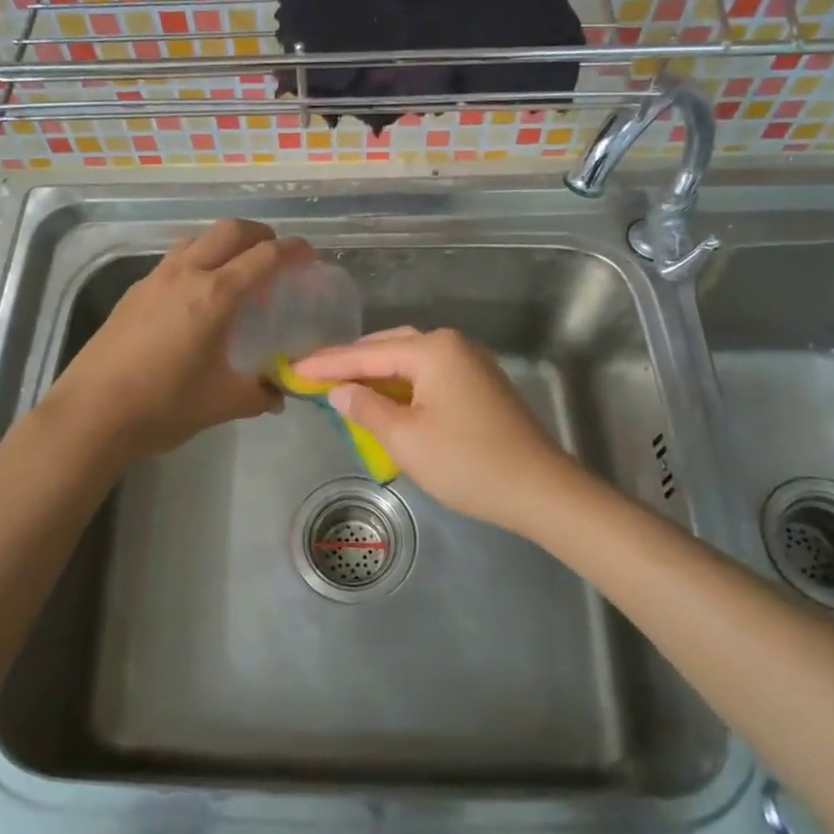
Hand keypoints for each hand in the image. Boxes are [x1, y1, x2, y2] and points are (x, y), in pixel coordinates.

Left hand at [47, 218, 307, 459]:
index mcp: (216, 295)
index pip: (264, 256)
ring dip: (223, 243)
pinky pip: (174, 260)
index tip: (308, 256)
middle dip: (259, 234)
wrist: (92, 414)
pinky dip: (196, 260)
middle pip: (229, 231)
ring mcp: (155, 279)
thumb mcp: (222, 403)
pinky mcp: (134, 292)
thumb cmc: (164, 405)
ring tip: (236, 269)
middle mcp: (186, 274)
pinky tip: (196, 295)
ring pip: (197, 240)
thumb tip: (279, 395)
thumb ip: (259, 394)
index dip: (292, 251)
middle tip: (275, 253)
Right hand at [290, 327, 593, 535]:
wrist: (540, 489)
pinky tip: (386, 397)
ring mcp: (470, 362)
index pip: (367, 353)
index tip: (293, 368)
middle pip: (389, 346)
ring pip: (410, 359)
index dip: (327, 364)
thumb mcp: (405, 439)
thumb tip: (339, 390)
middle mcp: (452, 344)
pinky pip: (429, 373)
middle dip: (351, 362)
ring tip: (343, 385)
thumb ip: (366, 408)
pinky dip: (401, 382)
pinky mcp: (480, 383)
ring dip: (376, 371)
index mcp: (433, 350)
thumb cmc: (467, 462)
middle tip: (313, 375)